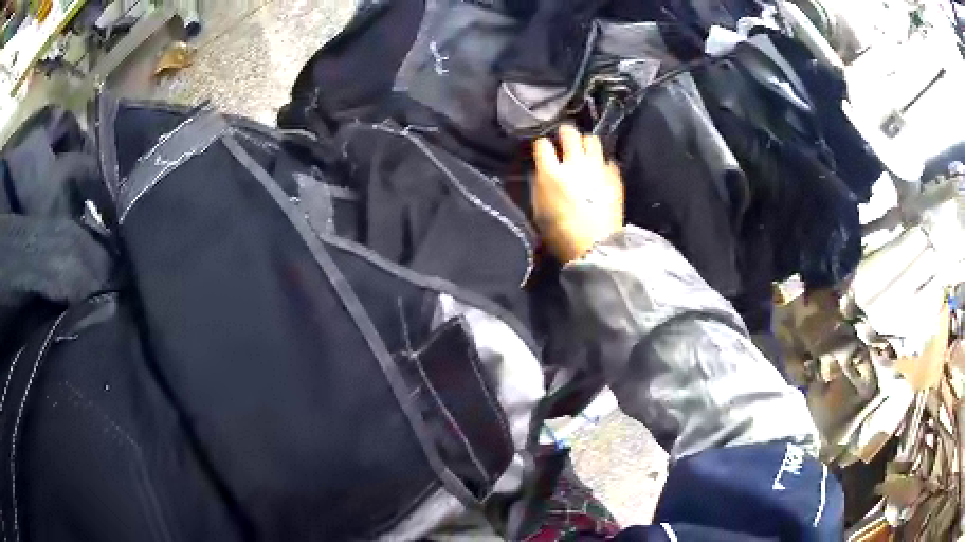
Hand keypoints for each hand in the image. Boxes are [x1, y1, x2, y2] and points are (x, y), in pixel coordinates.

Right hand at [532, 125, 623, 263]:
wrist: (597, 247)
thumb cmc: (562, 235)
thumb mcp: (539, 212)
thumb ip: (538, 187)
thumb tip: (540, 173)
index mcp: (551, 174)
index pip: (542, 144)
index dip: (541, 145)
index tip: (543, 150)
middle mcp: (575, 164)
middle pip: (569, 133)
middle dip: (564, 133)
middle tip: (563, 139)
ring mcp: (597, 168)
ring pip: (592, 140)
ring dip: (585, 143)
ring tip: (584, 151)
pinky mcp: (614, 177)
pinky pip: (608, 160)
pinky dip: (602, 163)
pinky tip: (599, 171)